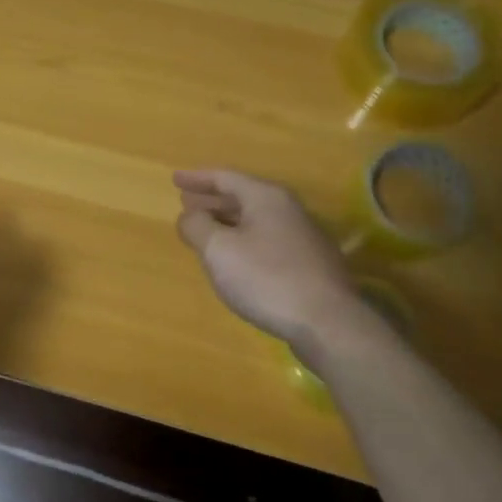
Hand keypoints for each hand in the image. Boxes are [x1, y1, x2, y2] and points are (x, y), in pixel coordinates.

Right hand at [174, 169, 360, 346]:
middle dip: (212, 200)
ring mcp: (304, 237)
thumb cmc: (266, 279)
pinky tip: (236, 259)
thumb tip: (189, 216)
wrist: (327, 323)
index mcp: (266, 198)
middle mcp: (288, 210)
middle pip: (243, 197)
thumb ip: (197, 226)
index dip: (197, 178)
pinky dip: (244, 240)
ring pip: (256, 220)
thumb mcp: (219, 250)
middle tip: (186, 203)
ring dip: (227, 221)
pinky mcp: (310, 264)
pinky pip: (267, 241)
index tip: (175, 179)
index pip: (225, 178)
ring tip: (206, 230)